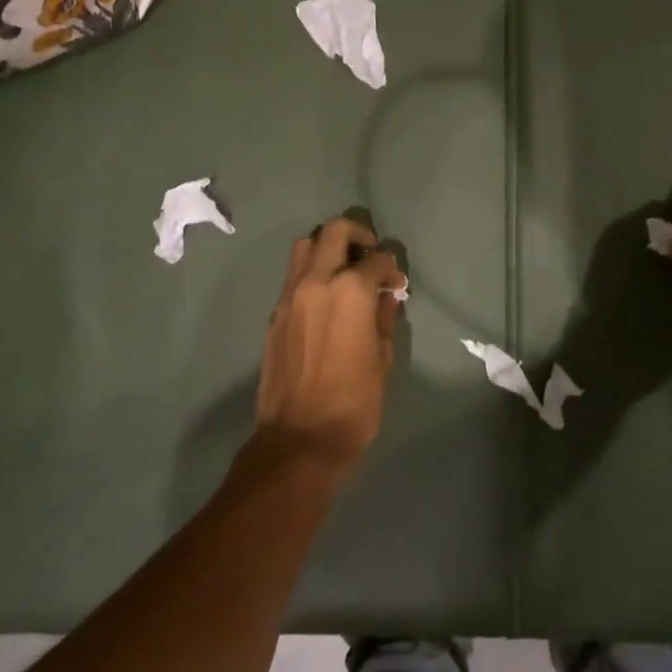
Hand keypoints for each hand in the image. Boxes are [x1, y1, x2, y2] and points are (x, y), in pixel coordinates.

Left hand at [254, 216, 405, 473]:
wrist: (300, 439)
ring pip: (305, 245)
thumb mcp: (382, 358)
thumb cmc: (354, 402)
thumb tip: (387, 296)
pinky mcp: (275, 313)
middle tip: (370, 254)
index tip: (396, 285)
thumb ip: (384, 317)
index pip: (376, 259)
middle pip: (335, 231)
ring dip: (327, 247)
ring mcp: (290, 295)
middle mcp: (317, 281)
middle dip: (357, 235)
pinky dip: (311, 272)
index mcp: (351, 290)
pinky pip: (293, 276)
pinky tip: (325, 298)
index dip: (392, 269)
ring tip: (343, 269)